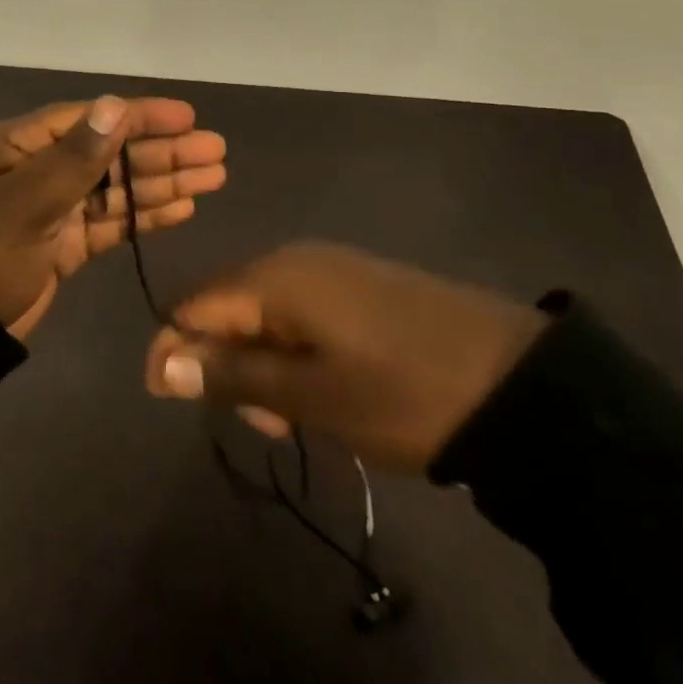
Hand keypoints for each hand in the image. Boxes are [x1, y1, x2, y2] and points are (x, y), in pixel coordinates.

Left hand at [0, 96, 226, 338]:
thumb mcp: (25, 202)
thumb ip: (75, 158)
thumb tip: (115, 105)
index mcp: (22, 145)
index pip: (92, 120)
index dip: (141, 116)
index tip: (188, 118)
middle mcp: (41, 169)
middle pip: (112, 153)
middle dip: (163, 152)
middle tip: (216, 152)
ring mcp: (54, 208)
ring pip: (118, 188)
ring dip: (163, 182)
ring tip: (212, 177)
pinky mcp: (65, 245)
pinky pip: (112, 222)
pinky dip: (145, 215)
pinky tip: (182, 208)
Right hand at [143, 243, 545, 472]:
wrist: (519, 383)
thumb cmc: (403, 392)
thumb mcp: (312, 396)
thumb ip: (232, 375)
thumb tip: (163, 362)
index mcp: (275, 277)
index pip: (193, 306)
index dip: (173, 350)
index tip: (165, 400)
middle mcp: (294, 260)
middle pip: (228, 309)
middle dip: (226, 365)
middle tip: (266, 423)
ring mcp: (331, 270)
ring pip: (266, 317)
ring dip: (263, 367)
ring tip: (299, 417)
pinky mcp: (360, 286)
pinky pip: (302, 315)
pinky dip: (295, 355)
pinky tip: (324, 389)